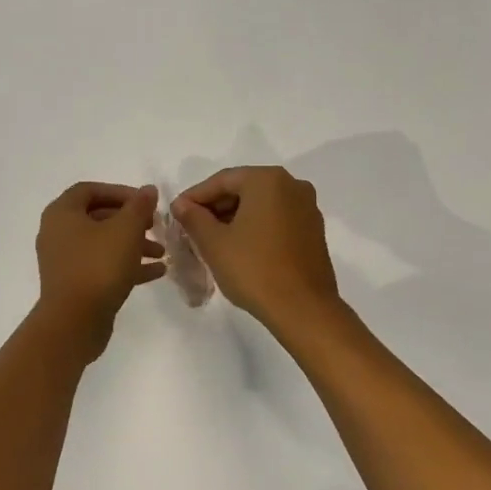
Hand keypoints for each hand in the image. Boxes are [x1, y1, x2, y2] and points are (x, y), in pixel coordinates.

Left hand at [35, 182, 165, 361]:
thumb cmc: (98, 266)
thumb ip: (139, 206)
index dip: (120, 192)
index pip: (90, 190)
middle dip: (131, 221)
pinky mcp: (75, 284)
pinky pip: (102, 266)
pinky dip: (126, 266)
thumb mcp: (125, 230)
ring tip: (161, 253)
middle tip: (155, 226)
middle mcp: (58, 233)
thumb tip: (148, 189)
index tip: (144, 202)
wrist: (74, 322)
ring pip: (102, 244)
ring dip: (133, 244)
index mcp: (62, 213)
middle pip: (98, 217)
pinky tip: (157, 272)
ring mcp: (65, 261)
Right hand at [172, 167, 341, 331]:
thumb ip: (193, 218)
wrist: (303, 309)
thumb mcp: (214, 243)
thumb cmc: (254, 269)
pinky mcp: (314, 231)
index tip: (176, 213)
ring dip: (235, 218)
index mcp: (268, 180)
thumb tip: (181, 204)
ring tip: (212, 240)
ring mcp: (307, 208)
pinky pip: (277, 219)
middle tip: (192, 227)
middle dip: (216, 207)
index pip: (222, 180)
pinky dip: (256, 227)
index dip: (195, 196)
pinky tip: (240, 247)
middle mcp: (292, 185)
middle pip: (244, 189)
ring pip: (261, 205)